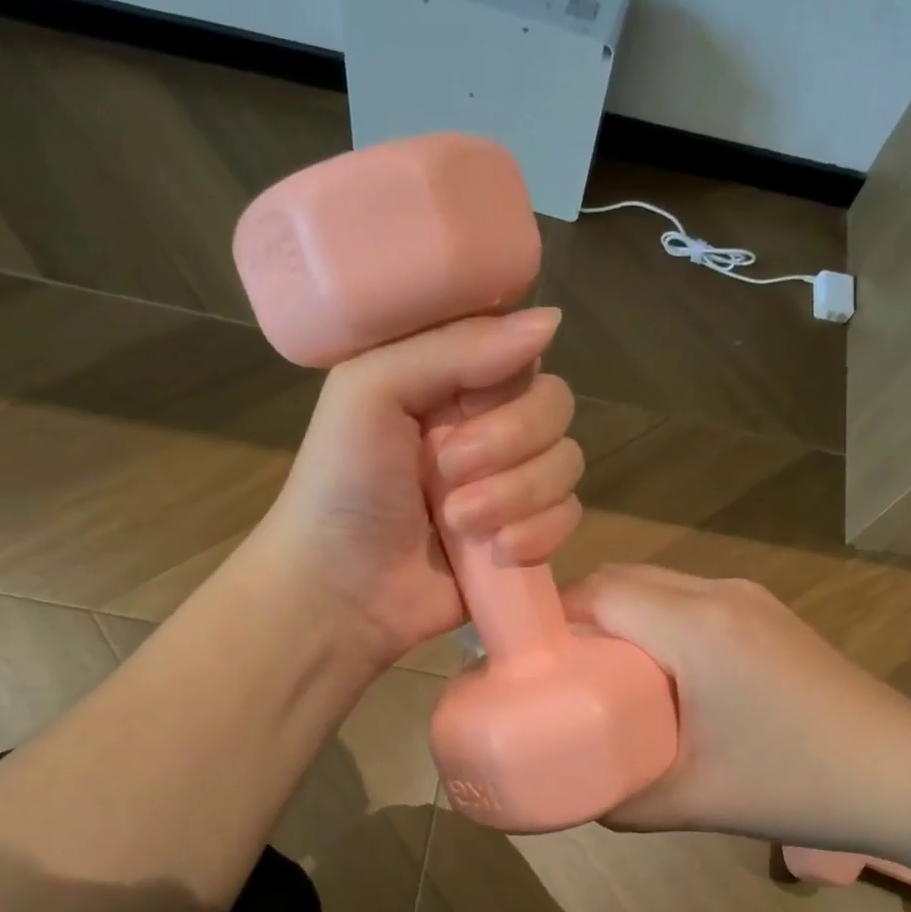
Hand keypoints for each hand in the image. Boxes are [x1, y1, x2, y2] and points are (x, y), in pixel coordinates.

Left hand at [252, 307, 584, 670]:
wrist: (340, 590)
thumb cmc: (342, 483)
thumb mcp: (371, 391)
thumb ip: (454, 348)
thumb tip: (550, 321)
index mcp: (450, 380)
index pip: (520, 351)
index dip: (509, 378)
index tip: (469, 404)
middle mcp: (488, 424)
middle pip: (555, 406)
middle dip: (511, 443)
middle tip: (450, 472)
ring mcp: (511, 481)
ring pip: (567, 462)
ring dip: (518, 495)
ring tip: (460, 523)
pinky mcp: (527, 532)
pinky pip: (570, 515)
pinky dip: (541, 533)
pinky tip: (501, 553)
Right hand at [562, 566, 910, 855]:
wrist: (909, 774)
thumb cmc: (797, 784)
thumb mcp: (696, 801)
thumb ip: (623, 800)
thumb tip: (578, 796)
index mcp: (695, 627)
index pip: (600, 591)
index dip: (555, 617)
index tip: (529, 659)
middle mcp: (719, 593)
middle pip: (625, 577)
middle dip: (582, 613)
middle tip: (559, 669)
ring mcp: (749, 598)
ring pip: (659, 582)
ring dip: (622, 613)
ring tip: (604, 670)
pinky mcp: (768, 613)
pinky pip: (690, 597)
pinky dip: (657, 618)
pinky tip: (663, 670)